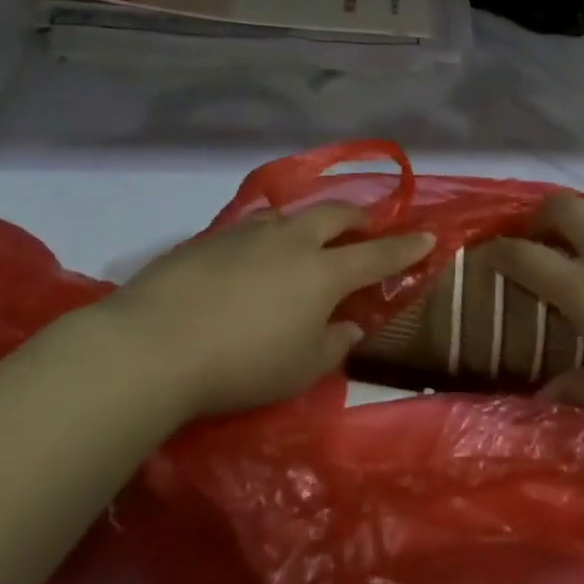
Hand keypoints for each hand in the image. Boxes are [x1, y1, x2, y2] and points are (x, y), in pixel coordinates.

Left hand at [88, 205, 433, 419]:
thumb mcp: (301, 369)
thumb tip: (349, 324)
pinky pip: (252, 227)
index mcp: (324, 272)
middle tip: (366, 228)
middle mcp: (292, 241)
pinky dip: (269, 234)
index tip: (428, 236)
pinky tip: (254, 254)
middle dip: (359, 219)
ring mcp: (248, 234)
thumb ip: (334, 344)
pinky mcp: (209, 238)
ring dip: (310, 222)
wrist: (155, 345)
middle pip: (336, 215)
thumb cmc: (242, 365)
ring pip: (291, 215)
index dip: (406, 247)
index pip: (378, 255)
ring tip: (308, 238)